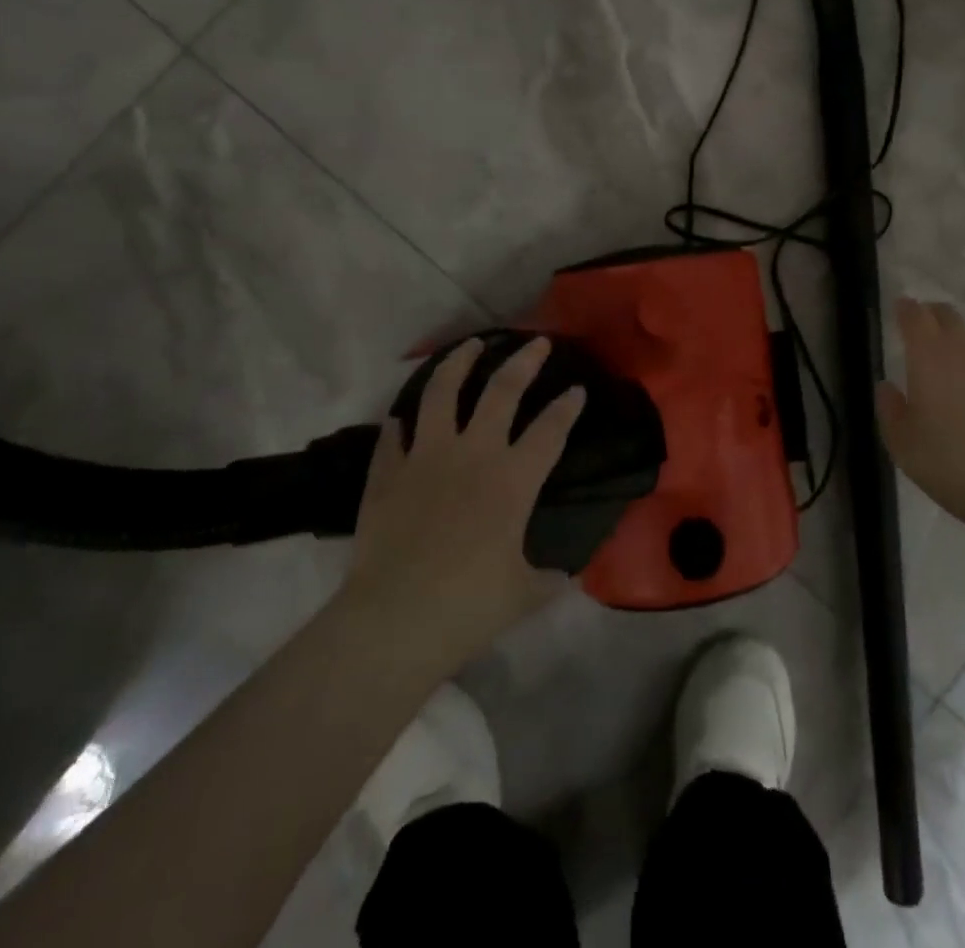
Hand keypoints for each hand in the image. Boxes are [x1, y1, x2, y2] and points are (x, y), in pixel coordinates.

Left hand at [343, 336, 584, 667]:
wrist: (393, 621)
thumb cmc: (468, 607)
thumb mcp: (524, 595)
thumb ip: (548, 578)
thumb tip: (564, 576)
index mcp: (513, 480)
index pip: (550, 430)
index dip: (567, 407)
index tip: (578, 389)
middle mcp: (473, 455)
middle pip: (502, 391)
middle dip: (523, 361)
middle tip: (537, 342)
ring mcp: (425, 458)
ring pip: (442, 393)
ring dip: (458, 363)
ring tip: (470, 345)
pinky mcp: (387, 474)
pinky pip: (392, 438)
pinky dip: (398, 425)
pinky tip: (400, 418)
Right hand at [878, 298, 964, 529]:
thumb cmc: (946, 463)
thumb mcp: (900, 442)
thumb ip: (889, 407)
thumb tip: (887, 386)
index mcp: (928, 357)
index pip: (915, 316)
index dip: (906, 308)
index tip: (900, 307)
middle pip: (949, 316)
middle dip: (934, 315)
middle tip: (925, 326)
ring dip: (964, 339)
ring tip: (958, 359)